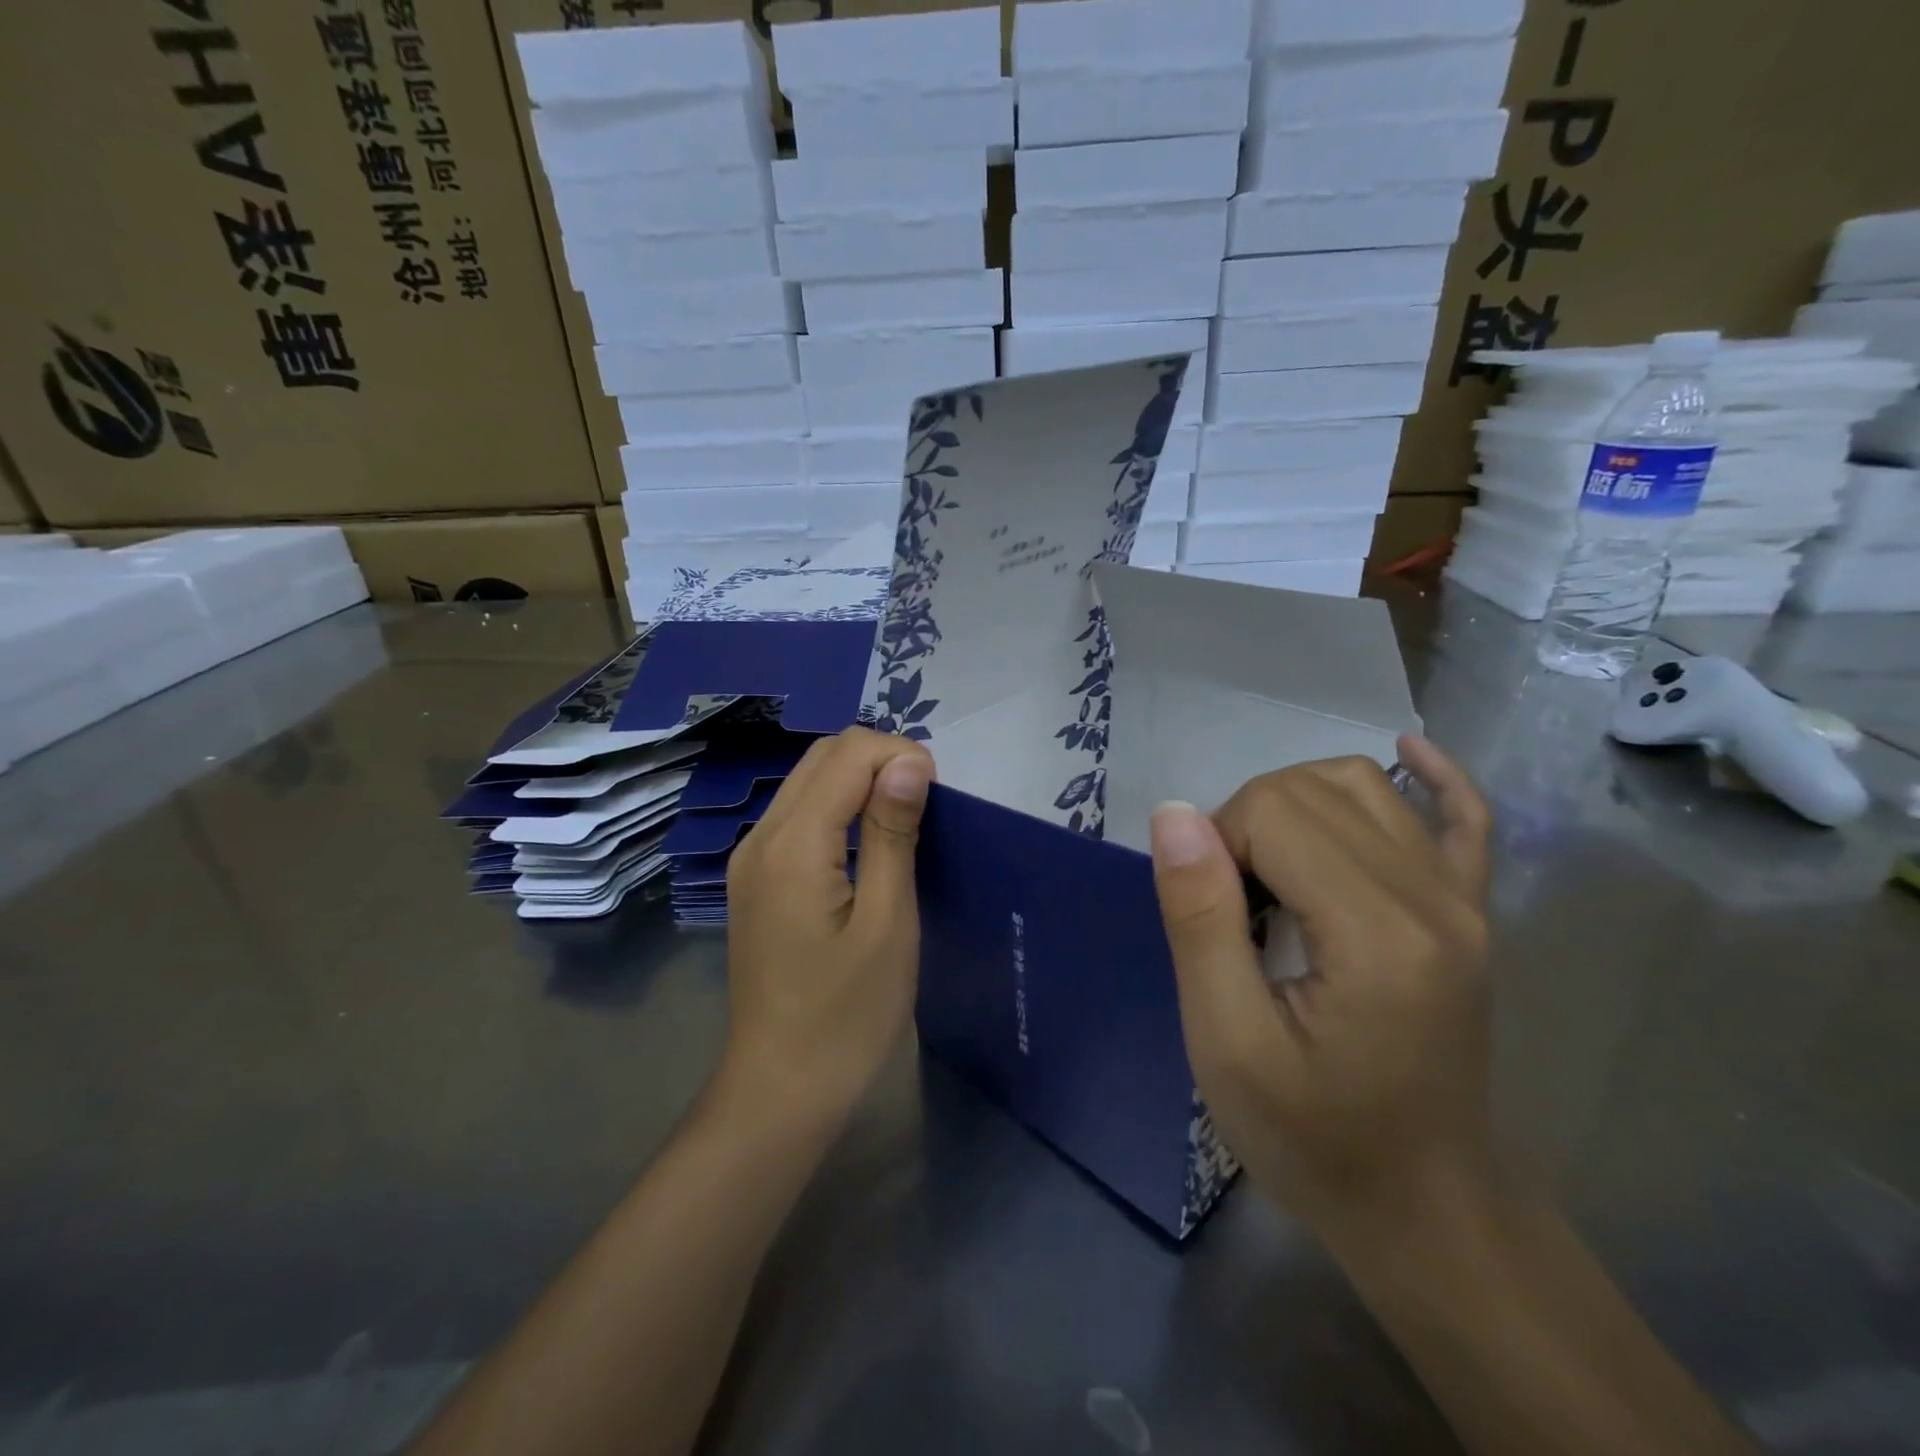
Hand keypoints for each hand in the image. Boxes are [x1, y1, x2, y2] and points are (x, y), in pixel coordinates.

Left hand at [722, 728, 935, 1126]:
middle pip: (821, 756)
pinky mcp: (754, 878)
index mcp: (792, 844)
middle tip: (925, 803)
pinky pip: (797, 814)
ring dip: (859, 779)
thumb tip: (909, 761)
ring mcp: (750, 857)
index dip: (899, 755)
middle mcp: (760, 837)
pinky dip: (838, 805)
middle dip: (879, 759)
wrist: (780, 1089)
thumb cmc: (848, 1015)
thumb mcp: (888, 922)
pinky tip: (867, 840)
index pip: (847, 754)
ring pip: (807, 780)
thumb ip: (893, 832)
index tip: (938, 794)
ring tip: (903, 818)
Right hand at [1148, 737, 1494, 1244]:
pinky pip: (1463, 817)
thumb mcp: (1226, 1043)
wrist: (1426, 1210)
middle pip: (1313, 789)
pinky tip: (1405, 753)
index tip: (1210, 915)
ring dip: (1295, 803)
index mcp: (1376, 933)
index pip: (1275, 810)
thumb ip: (1200, 920)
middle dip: (1246, 826)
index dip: (1217, 846)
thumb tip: (1174, 814)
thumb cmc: (1313, 1138)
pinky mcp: (1473, 913)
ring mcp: (1464, 902)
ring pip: (1365, 785)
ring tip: (1270, 869)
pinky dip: (1432, 775)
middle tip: (1230, 907)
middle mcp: (1434, 898)